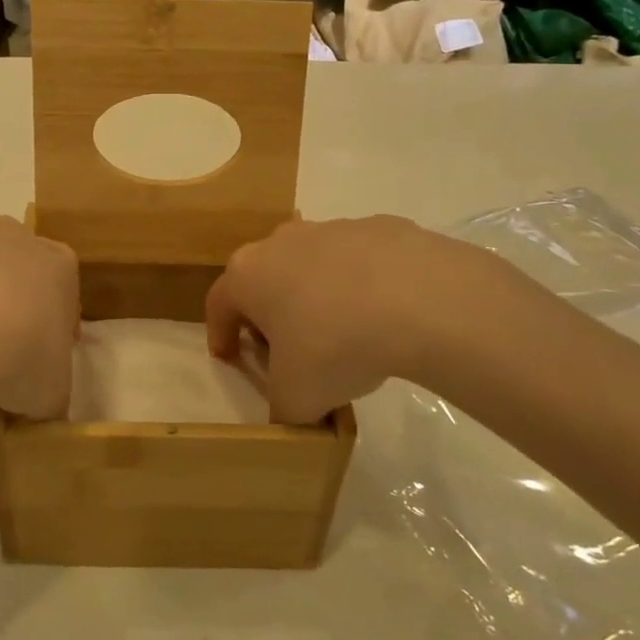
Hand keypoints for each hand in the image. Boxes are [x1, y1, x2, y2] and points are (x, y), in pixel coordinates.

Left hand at [0, 201, 78, 418]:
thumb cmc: (27, 352)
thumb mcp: (52, 389)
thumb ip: (48, 395)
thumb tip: (39, 408)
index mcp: (53, 266)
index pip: (58, 282)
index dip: (51, 313)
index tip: (41, 344)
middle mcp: (6, 239)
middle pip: (6, 243)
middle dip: (1, 263)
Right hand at [205, 216, 497, 423]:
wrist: (420, 300)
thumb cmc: (335, 346)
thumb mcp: (297, 399)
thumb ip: (282, 409)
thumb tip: (291, 412)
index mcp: (248, 275)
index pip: (219, 305)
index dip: (221, 335)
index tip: (231, 358)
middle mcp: (281, 241)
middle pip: (263, 278)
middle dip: (269, 312)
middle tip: (287, 349)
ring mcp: (331, 228)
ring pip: (311, 265)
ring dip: (316, 295)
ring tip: (343, 333)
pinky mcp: (378, 227)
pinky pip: (359, 260)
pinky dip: (363, 284)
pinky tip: (386, 314)